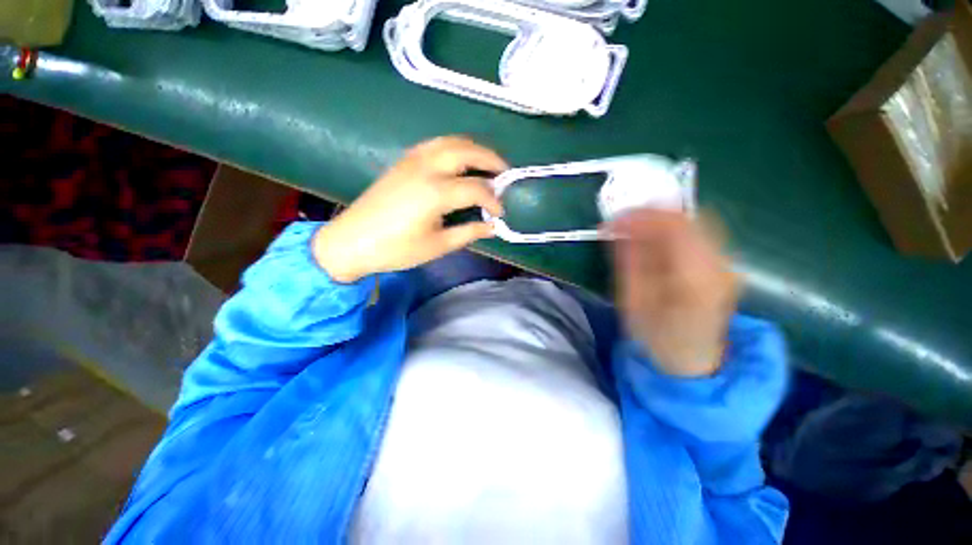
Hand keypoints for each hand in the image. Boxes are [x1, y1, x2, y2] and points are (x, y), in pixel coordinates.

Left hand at [313, 136, 507, 282]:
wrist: (352, 241)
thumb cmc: (396, 249)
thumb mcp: (437, 246)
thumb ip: (469, 232)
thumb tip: (493, 226)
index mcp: (435, 192)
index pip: (476, 188)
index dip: (493, 200)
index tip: (500, 213)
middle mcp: (426, 167)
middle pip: (467, 151)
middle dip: (491, 159)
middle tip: (505, 173)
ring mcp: (412, 160)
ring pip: (450, 141)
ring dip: (473, 148)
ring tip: (487, 163)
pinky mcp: (403, 161)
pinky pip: (435, 144)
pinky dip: (454, 147)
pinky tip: (459, 161)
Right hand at [609, 210, 738, 376]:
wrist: (693, 359)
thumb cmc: (656, 336)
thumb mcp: (633, 300)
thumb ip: (629, 260)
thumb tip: (617, 228)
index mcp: (693, 279)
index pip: (673, 228)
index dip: (640, 216)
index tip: (612, 220)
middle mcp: (719, 266)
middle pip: (689, 219)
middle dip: (650, 213)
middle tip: (620, 221)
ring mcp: (727, 264)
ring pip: (697, 221)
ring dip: (661, 219)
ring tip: (633, 227)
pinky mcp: (724, 264)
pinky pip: (700, 232)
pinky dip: (674, 228)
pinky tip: (654, 236)